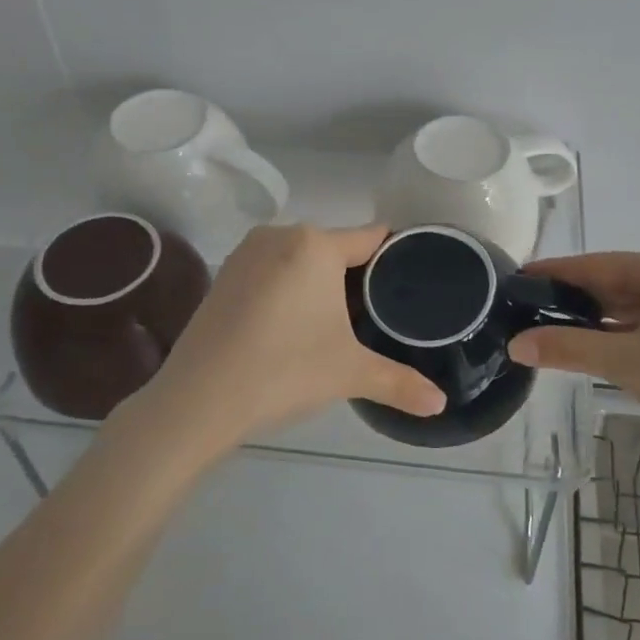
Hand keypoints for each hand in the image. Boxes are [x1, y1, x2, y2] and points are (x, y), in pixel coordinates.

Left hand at [146, 223, 443, 449]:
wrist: (198, 400)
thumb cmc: (284, 371)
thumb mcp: (349, 373)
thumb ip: (400, 383)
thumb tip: (441, 404)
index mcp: (315, 244)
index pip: (370, 238)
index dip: (394, 258)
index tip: (411, 281)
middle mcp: (280, 235)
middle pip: (335, 249)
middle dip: (355, 278)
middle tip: (375, 318)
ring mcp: (246, 253)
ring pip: (301, 260)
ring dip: (319, 284)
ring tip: (336, 325)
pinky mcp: (223, 276)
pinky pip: (272, 272)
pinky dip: (287, 290)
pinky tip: (291, 327)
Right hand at [508, 250, 639, 456]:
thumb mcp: (627, 364)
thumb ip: (568, 348)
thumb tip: (516, 343)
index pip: (598, 265)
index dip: (556, 273)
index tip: (518, 279)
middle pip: (615, 281)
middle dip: (574, 298)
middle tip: (528, 310)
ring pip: (633, 300)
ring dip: (597, 316)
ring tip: (551, 327)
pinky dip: (623, 328)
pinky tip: (594, 340)